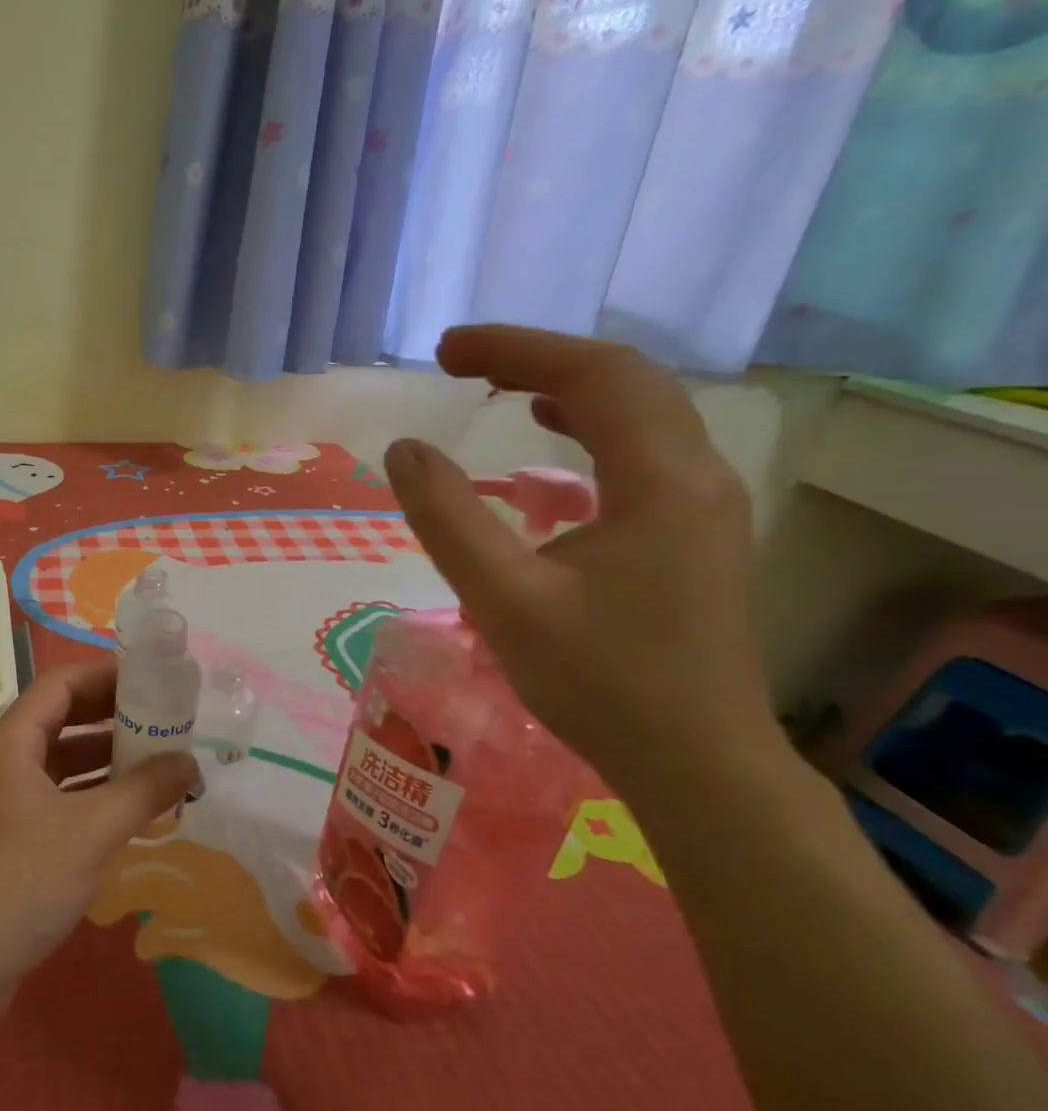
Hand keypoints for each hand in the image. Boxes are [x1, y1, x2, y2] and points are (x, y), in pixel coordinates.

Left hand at [0, 660, 197, 996]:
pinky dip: (93, 792)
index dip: (105, 674)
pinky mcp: (11, 835)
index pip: (60, 683)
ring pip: (62, 759)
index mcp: (12, 742)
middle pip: (62, 717)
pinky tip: (130, 807)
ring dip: (106, 756)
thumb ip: (144, 790)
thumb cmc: (22, 883)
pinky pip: (59, 795)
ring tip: (158, 759)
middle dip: (112, 715)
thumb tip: (189, 761)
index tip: (152, 679)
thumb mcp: (93, 831)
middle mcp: (5, 761)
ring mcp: (5, 799)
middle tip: (164, 717)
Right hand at [385, 325, 777, 793]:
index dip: (516, 349)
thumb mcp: (504, 599)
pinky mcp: (694, 531)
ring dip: (567, 386)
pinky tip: (552, 437)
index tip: (445, 351)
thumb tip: (405, 448)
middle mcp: (697, 475)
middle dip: (538, 358)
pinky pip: (643, 448)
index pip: (594, 375)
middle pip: (624, 380)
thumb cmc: (598, 682)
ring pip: (640, 411)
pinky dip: (590, 425)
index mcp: (661, 481)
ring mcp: (705, 503)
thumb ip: (448, 518)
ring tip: (499, 386)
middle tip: (461, 362)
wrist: (696, 762)